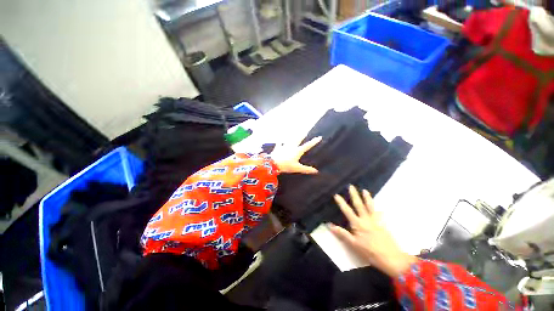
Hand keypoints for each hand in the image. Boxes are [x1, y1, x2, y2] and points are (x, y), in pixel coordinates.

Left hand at [271, 136, 321, 173]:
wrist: (273, 164)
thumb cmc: (286, 166)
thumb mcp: (297, 168)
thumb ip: (306, 169)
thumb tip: (316, 171)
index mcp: (297, 151)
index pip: (307, 146)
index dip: (313, 142)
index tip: (319, 137)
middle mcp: (291, 146)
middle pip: (298, 139)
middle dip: (302, 135)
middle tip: (305, 131)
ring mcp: (284, 146)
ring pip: (289, 139)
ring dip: (292, 136)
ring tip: (294, 132)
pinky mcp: (278, 148)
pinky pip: (279, 143)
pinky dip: (280, 141)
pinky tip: (280, 139)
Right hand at [328, 185, 416, 277]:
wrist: (391, 258)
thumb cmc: (370, 252)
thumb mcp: (353, 244)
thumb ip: (342, 233)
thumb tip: (330, 225)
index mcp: (358, 224)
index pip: (347, 211)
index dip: (341, 203)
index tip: (336, 195)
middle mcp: (366, 220)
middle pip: (359, 205)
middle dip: (354, 195)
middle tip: (351, 186)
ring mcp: (376, 221)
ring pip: (370, 207)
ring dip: (367, 198)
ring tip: (365, 191)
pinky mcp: (383, 225)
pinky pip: (380, 215)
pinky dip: (380, 211)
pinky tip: (381, 209)